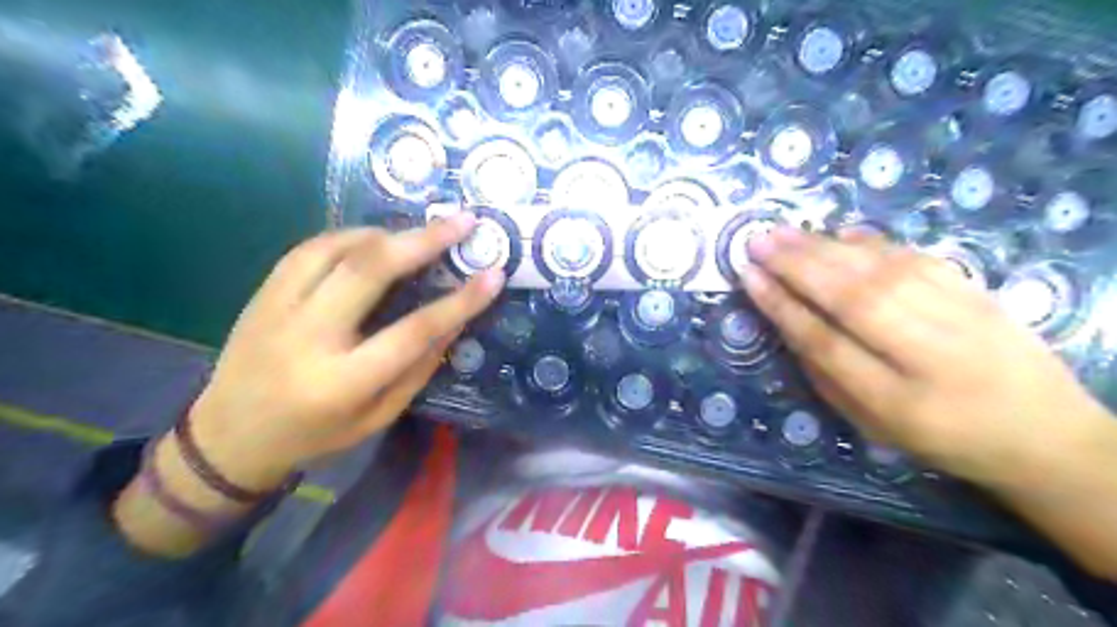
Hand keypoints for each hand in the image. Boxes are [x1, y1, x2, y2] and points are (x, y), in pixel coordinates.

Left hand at [190, 215, 505, 488]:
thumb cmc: (316, 435)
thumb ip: (418, 369)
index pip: (413, 332)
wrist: (229, 437)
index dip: (460, 301)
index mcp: (343, 382)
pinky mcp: (261, 294)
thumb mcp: (378, 417)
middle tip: (461, 221)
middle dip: (423, 240)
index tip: (493, 274)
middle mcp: (308, 338)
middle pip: (369, 271)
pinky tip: (374, 239)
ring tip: (421, 230)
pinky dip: (349, 236)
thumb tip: (455, 320)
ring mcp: (277, 310)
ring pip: (336, 249)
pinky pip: (309, 249)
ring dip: (387, 233)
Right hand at [739, 229, 1111, 487]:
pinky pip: (913, 258)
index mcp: (897, 400)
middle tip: (757, 242)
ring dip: (825, 248)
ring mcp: (958, 315)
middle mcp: (928, 352)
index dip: (782, 306)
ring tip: (784, 233)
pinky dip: (870, 243)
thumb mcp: (874, 425)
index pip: (825, 341)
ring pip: (879, 271)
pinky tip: (838, 233)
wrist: (1046, 431)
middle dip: (797, 266)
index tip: (749, 277)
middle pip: (851, 297)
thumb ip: (827, 375)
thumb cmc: (944, 437)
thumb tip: (789, 323)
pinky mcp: (974, 290)